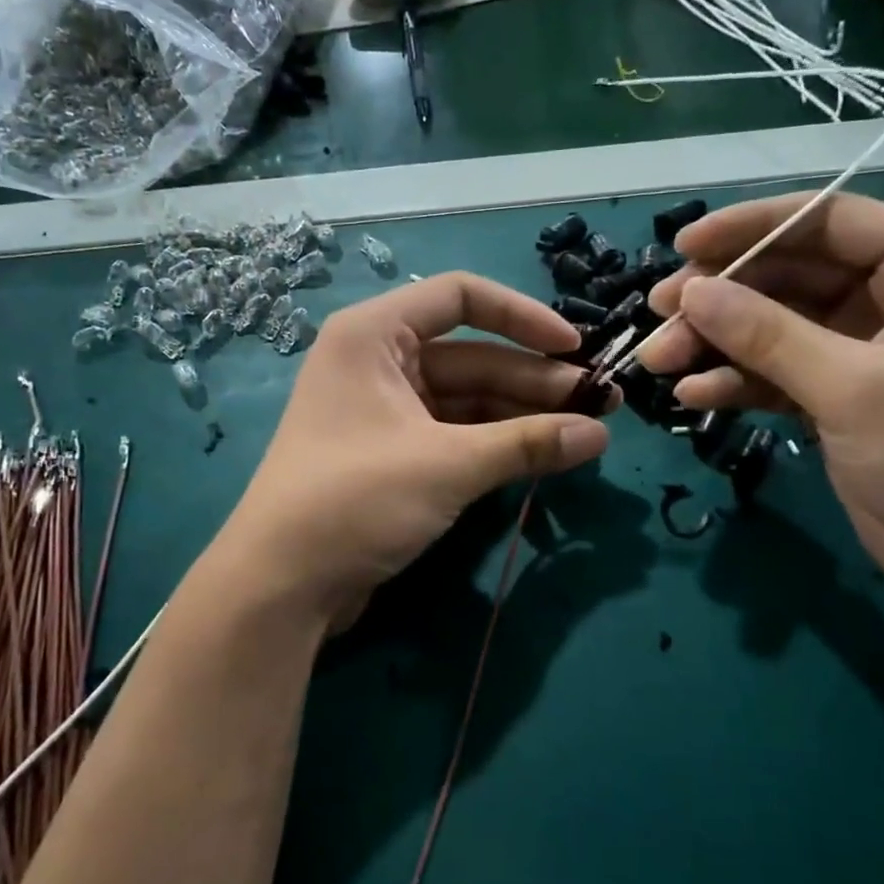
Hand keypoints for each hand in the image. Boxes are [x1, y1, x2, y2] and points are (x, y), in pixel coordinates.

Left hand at [223, 272, 612, 627]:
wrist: (282, 586)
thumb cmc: (355, 500)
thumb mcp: (447, 465)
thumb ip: (527, 443)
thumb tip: (600, 434)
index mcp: (374, 335)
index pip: (459, 297)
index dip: (522, 316)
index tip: (575, 347)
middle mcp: (377, 362)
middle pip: (471, 355)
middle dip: (535, 378)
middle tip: (601, 402)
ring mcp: (384, 411)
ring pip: (467, 399)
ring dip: (522, 414)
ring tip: (586, 430)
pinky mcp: (392, 455)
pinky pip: (454, 434)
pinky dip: (496, 443)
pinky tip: (543, 455)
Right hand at [640, 193, 883, 602]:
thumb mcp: (856, 388)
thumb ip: (768, 336)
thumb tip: (690, 291)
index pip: (826, 221)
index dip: (749, 227)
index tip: (682, 245)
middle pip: (788, 274)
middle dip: (721, 296)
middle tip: (657, 314)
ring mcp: (863, 349)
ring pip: (772, 326)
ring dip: (716, 342)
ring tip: (659, 362)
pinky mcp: (838, 397)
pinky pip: (775, 373)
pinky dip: (736, 382)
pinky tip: (695, 397)